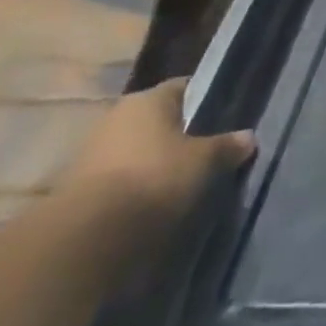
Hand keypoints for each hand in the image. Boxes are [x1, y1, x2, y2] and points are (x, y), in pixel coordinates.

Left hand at [59, 79, 255, 227]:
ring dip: (157, 162)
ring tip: (184, 181)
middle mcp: (117, 116)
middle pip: (159, 119)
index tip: (226, 116)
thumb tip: (248, 137)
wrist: (85, 237)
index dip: (207, 99)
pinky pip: (120, 177)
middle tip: (208, 151)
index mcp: (149, 98)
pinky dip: (137, 186)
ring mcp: (92, 152)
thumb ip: (228, 145)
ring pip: (138, 149)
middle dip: (182, 134)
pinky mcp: (77, 187)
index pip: (186, 87)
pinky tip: (155, 202)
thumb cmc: (155, 178)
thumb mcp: (206, 160)